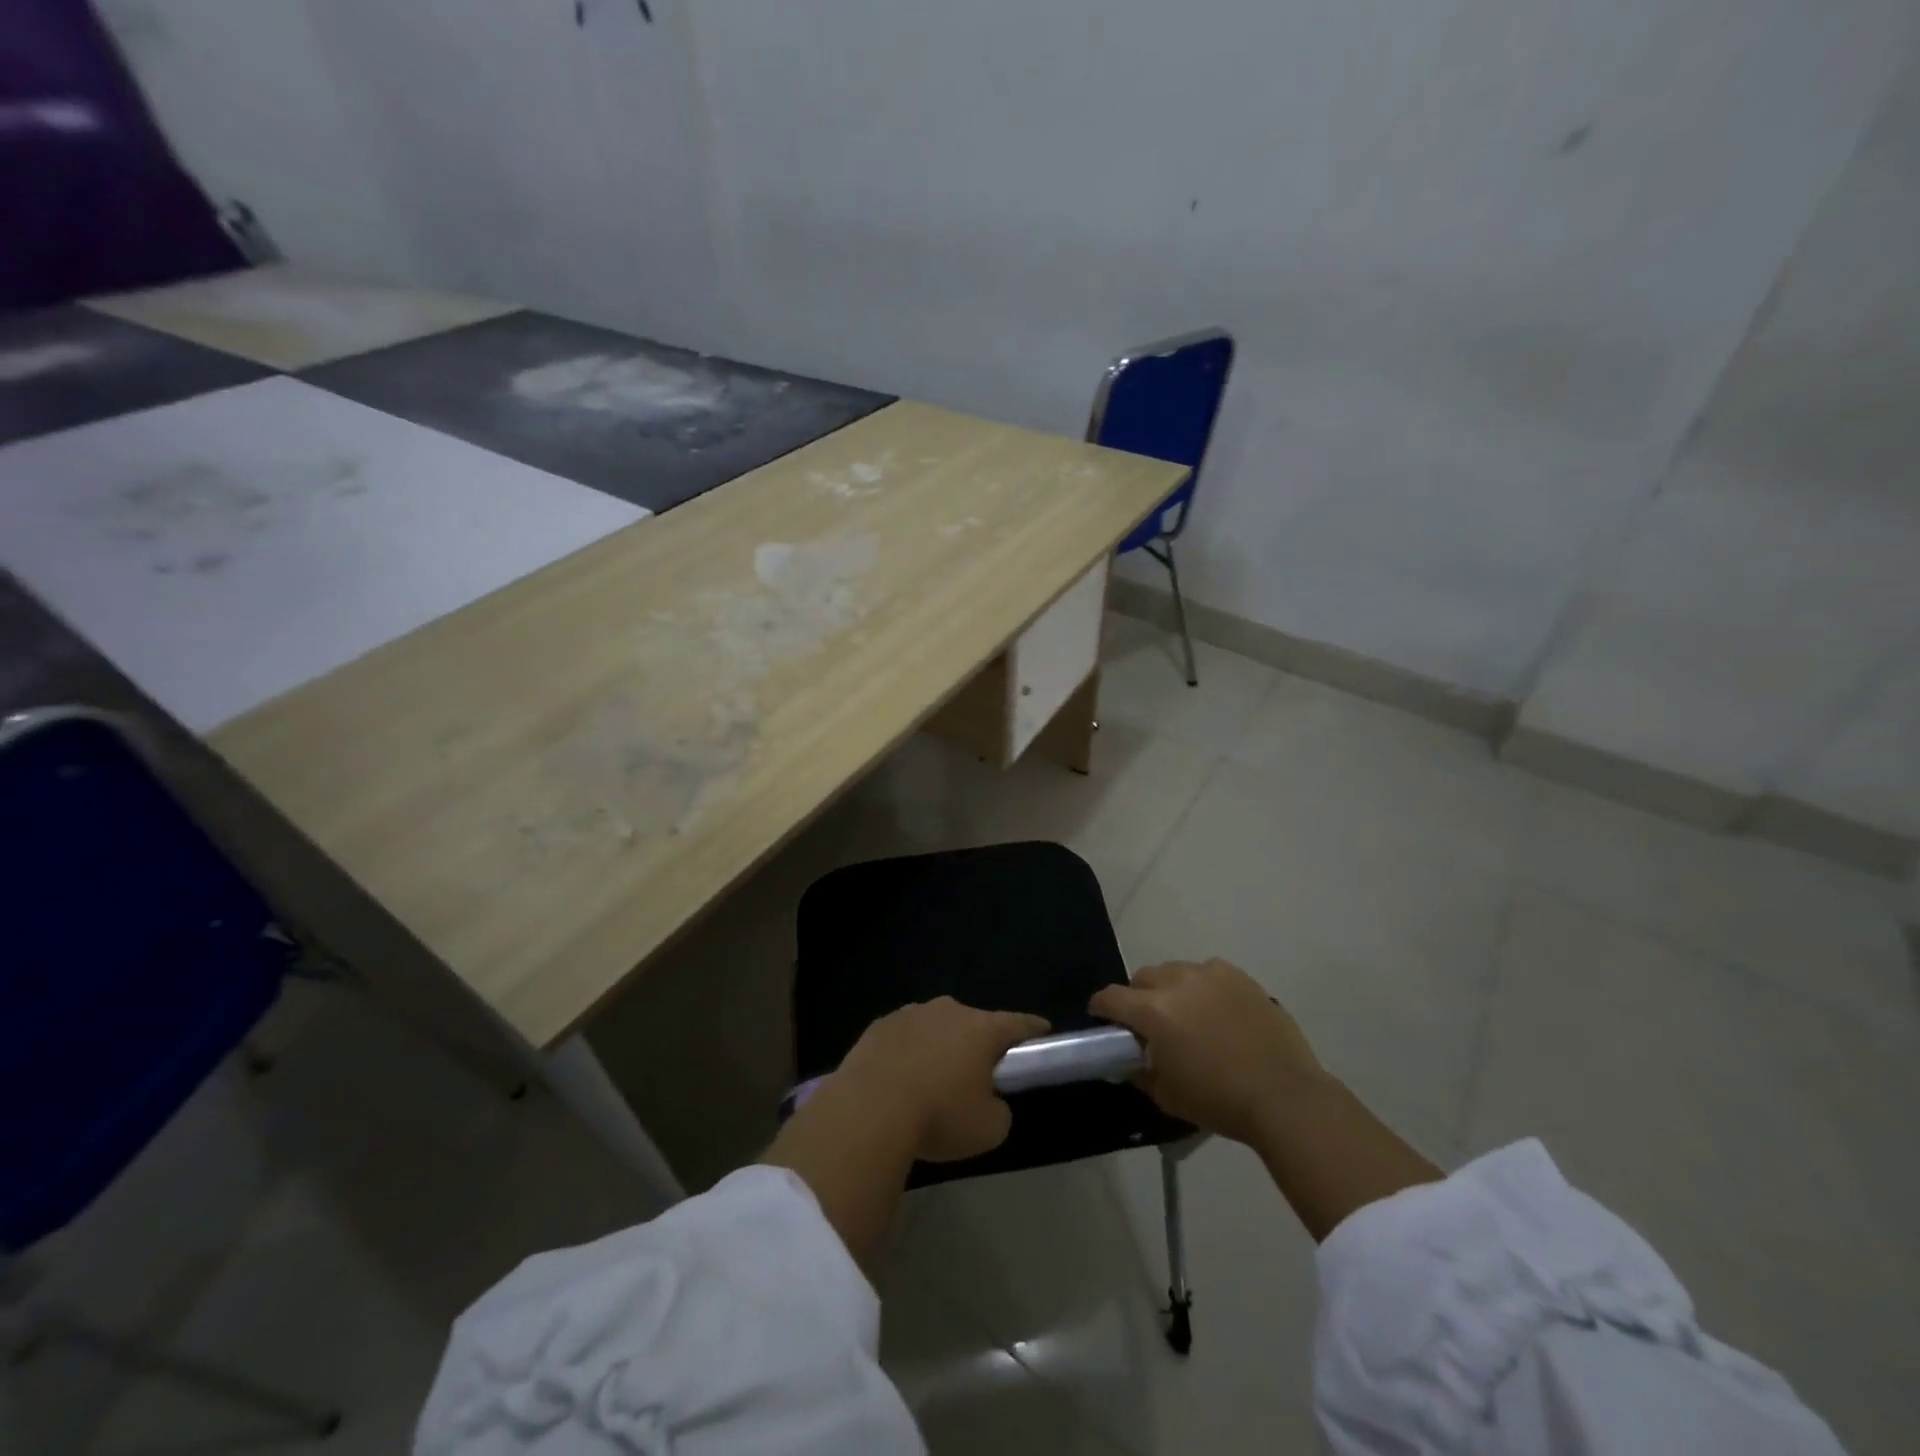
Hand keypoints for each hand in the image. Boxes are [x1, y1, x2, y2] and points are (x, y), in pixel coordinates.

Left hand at [833, 998, 1048, 1162]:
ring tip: (932, 1081)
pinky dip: (907, 1054)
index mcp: (982, 1028)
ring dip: (939, 1047)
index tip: (1043, 1032)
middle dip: (978, 1044)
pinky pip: (904, 1038)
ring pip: (935, 1028)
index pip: (1018, 1023)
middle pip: (973, 1024)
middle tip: (977, 1074)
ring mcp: (910, 1013)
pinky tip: (900, 1081)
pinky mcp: (879, 1026)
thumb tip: (991, 1102)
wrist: (869, 1110)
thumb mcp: (989, 1129)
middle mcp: (949, 1010)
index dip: (1033, 1029)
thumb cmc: (939, 1115)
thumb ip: (1000, 1111)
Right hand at [1090, 959, 1327, 1144]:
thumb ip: (1140, 1071)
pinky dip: (1203, 987)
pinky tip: (1216, 1011)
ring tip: (1186, 1014)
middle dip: (1137, 996)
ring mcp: (1210, 974)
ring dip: (1170, 988)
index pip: (1111, 997)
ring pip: (1175, 971)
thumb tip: (1129, 1058)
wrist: (1284, 1097)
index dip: (1101, 1007)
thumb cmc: (1219, 1100)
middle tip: (1149, 1022)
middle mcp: (1176, 982)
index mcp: (1153, 1010)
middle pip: (1142, 977)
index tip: (1102, 1018)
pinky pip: (1208, 973)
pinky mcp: (1238, 976)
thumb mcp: (1166, 1095)